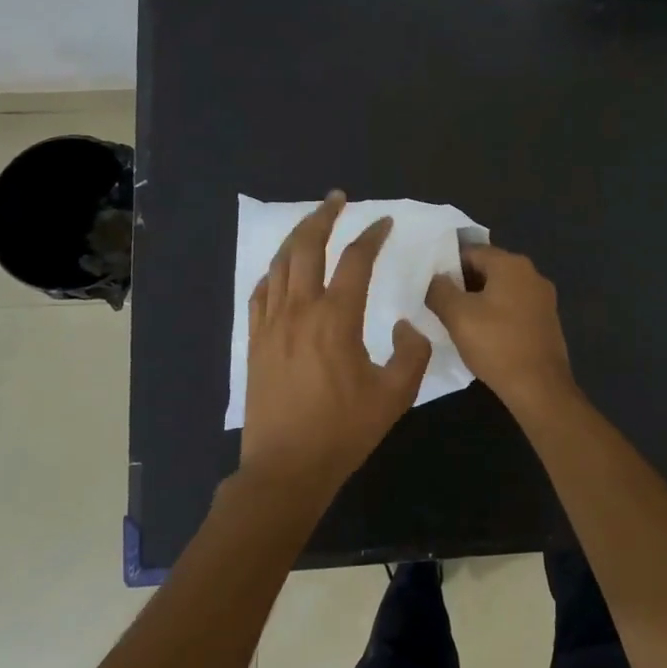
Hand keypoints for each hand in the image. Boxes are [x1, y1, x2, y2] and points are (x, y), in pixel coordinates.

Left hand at [241, 193, 432, 502]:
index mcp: (336, 319)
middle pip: (306, 247)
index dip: (371, 236)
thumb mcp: (395, 396)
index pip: (355, 261)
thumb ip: (412, 354)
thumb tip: (408, 325)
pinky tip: (280, 270)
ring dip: (296, 236)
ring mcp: (271, 324)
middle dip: (323, 217)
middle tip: (338, 199)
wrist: (286, 468)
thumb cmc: (343, 432)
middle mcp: (299, 310)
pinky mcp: (254, 341)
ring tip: (311, 222)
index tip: (384, 222)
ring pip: (279, 264)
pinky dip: (272, 272)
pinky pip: (260, 293)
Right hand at [426, 243, 574, 408]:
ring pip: (501, 289)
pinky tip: (482, 333)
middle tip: (439, 302)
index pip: (471, 251)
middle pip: (488, 268)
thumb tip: (435, 279)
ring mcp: (543, 298)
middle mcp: (532, 274)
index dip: (447, 265)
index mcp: (511, 264)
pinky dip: (496, 313)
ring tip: (456, 319)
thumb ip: (440, 290)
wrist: (539, 388)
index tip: (430, 283)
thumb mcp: (457, 316)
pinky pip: (514, 307)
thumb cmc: (496, 345)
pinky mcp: (546, 320)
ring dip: (478, 300)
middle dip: (462, 283)